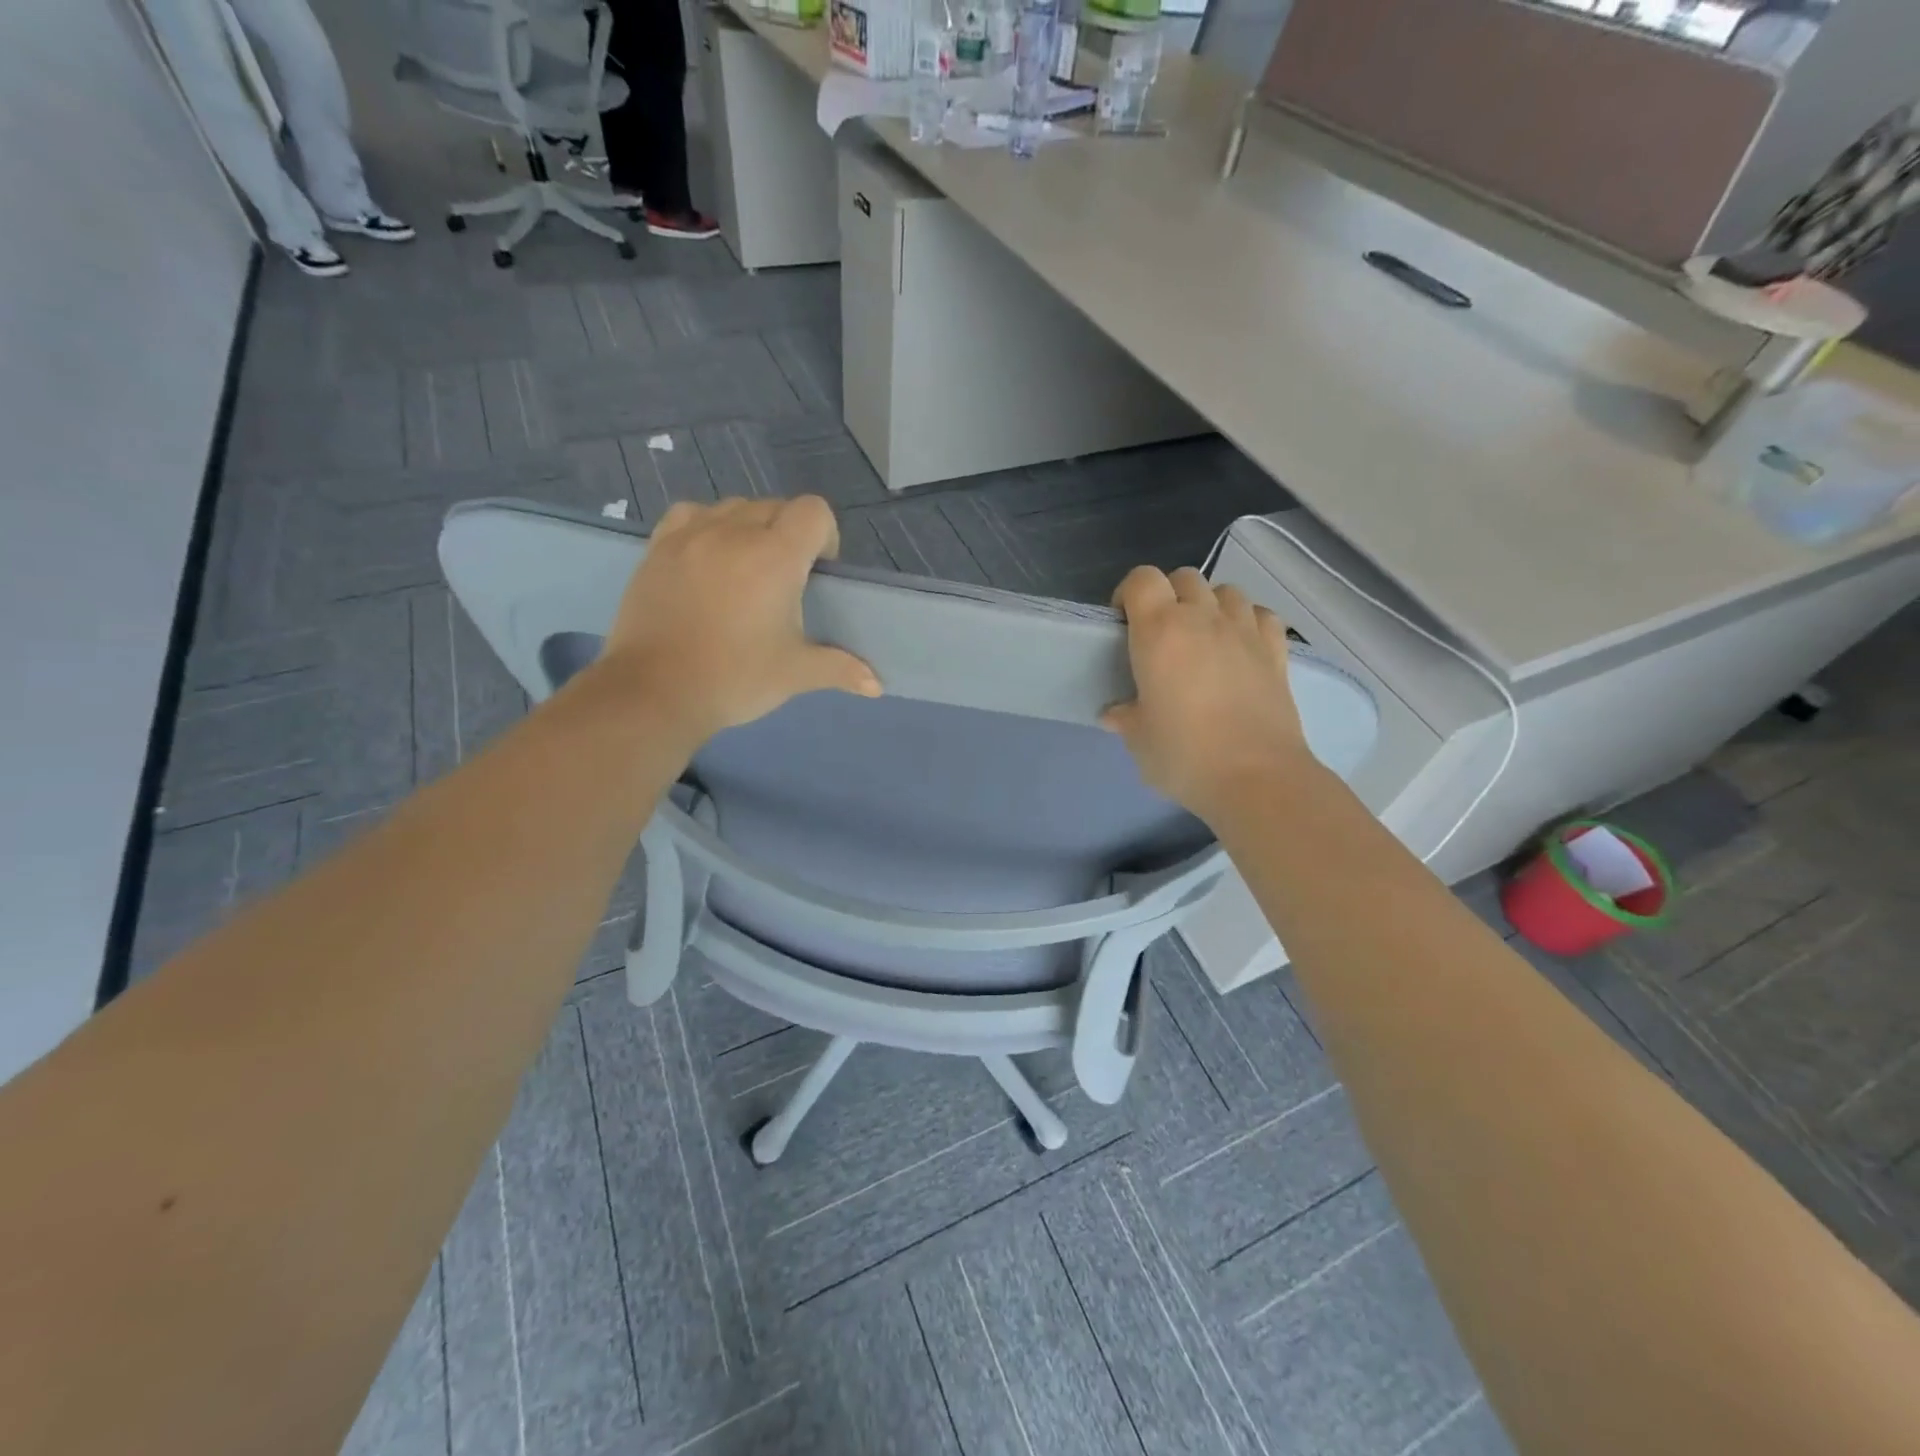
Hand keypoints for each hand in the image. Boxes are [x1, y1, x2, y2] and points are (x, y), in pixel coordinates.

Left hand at [590, 497, 880, 749]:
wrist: (654, 692)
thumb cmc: (735, 679)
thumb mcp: (795, 674)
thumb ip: (840, 669)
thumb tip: (878, 685)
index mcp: (775, 556)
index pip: (813, 511)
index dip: (825, 535)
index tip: (818, 572)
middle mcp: (734, 532)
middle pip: (774, 506)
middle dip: (788, 534)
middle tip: (783, 581)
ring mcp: (691, 535)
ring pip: (733, 507)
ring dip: (748, 528)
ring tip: (744, 569)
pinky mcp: (657, 547)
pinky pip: (691, 514)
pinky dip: (707, 526)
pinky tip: (706, 557)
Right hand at [1103, 565, 1313, 822]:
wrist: (1256, 777)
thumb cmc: (1184, 756)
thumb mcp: (1139, 740)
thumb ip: (1125, 718)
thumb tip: (1115, 714)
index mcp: (1160, 632)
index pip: (1142, 579)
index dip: (1130, 593)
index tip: (1124, 623)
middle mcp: (1202, 619)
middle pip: (1184, 577)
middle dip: (1169, 595)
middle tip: (1161, 634)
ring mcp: (1244, 631)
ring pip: (1226, 591)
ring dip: (1210, 605)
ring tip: (1203, 637)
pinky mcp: (1277, 651)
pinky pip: (1261, 615)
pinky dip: (1248, 621)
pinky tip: (1240, 646)